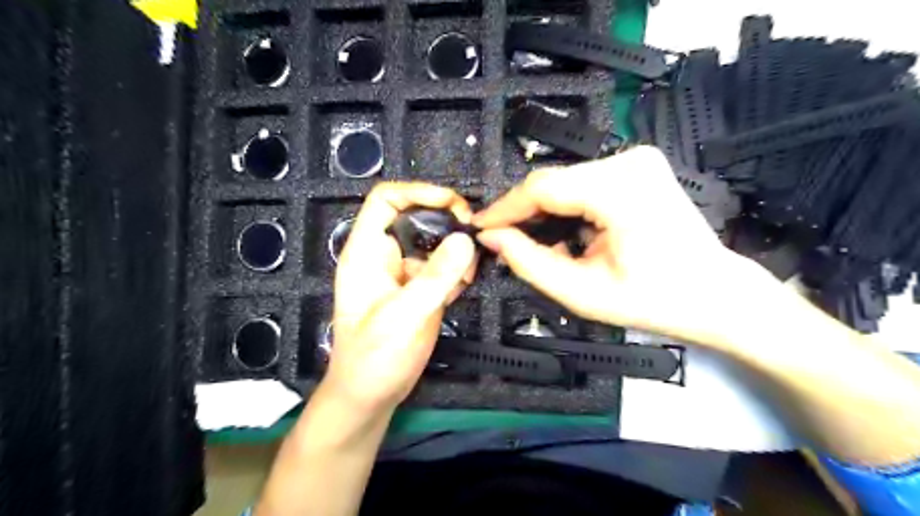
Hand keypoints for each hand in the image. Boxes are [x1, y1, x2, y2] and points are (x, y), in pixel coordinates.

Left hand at [322, 182, 477, 417]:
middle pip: (417, 217)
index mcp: (367, 252)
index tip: (453, 204)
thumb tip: (464, 240)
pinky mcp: (419, 290)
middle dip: (447, 223)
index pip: (386, 200)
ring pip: (434, 243)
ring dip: (456, 251)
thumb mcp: (404, 316)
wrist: (371, 395)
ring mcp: (404, 273)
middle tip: (473, 238)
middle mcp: (386, 256)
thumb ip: (435, 278)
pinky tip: (465, 285)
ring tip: (468, 273)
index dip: (419, 192)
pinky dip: (457, 270)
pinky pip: (441, 267)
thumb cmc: (374, 358)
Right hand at [475, 146, 770, 346]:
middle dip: (523, 213)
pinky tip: (565, 233)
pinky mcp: (639, 167)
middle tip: (503, 241)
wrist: (716, 294)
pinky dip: (566, 207)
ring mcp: (637, 160)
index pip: (542, 187)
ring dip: (544, 212)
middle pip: (553, 182)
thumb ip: (530, 263)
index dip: (504, 208)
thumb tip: (493, 239)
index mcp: (620, 189)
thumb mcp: (583, 293)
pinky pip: (584, 183)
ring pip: (566, 182)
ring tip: (533, 242)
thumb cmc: (657, 301)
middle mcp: (629, 161)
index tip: (481, 228)